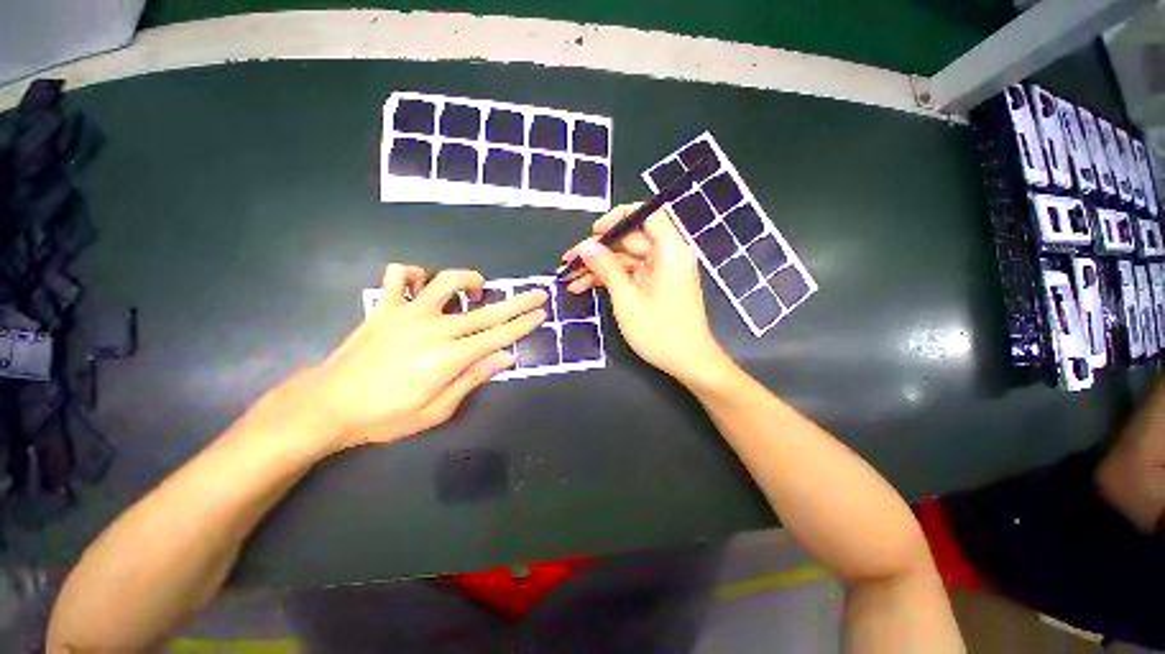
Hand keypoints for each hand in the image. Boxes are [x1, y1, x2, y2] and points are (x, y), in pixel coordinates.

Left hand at [306, 264, 546, 451]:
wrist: (328, 405)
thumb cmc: (386, 416)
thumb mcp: (437, 410)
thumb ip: (473, 378)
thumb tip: (506, 358)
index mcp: (448, 357)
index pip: (497, 335)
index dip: (522, 324)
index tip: (541, 313)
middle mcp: (433, 328)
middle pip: (485, 310)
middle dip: (517, 301)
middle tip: (537, 293)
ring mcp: (406, 313)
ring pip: (444, 281)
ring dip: (468, 279)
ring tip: (475, 289)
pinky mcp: (384, 307)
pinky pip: (398, 275)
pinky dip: (413, 274)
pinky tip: (421, 285)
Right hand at [562, 203, 729, 385]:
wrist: (688, 362)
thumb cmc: (659, 331)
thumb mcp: (627, 299)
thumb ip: (606, 268)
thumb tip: (586, 246)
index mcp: (670, 250)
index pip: (646, 214)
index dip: (618, 218)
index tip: (595, 233)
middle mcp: (668, 255)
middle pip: (630, 240)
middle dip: (598, 251)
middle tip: (569, 263)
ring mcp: (662, 271)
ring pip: (626, 259)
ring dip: (599, 269)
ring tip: (569, 279)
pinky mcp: (656, 285)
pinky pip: (631, 274)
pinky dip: (610, 280)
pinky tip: (584, 287)